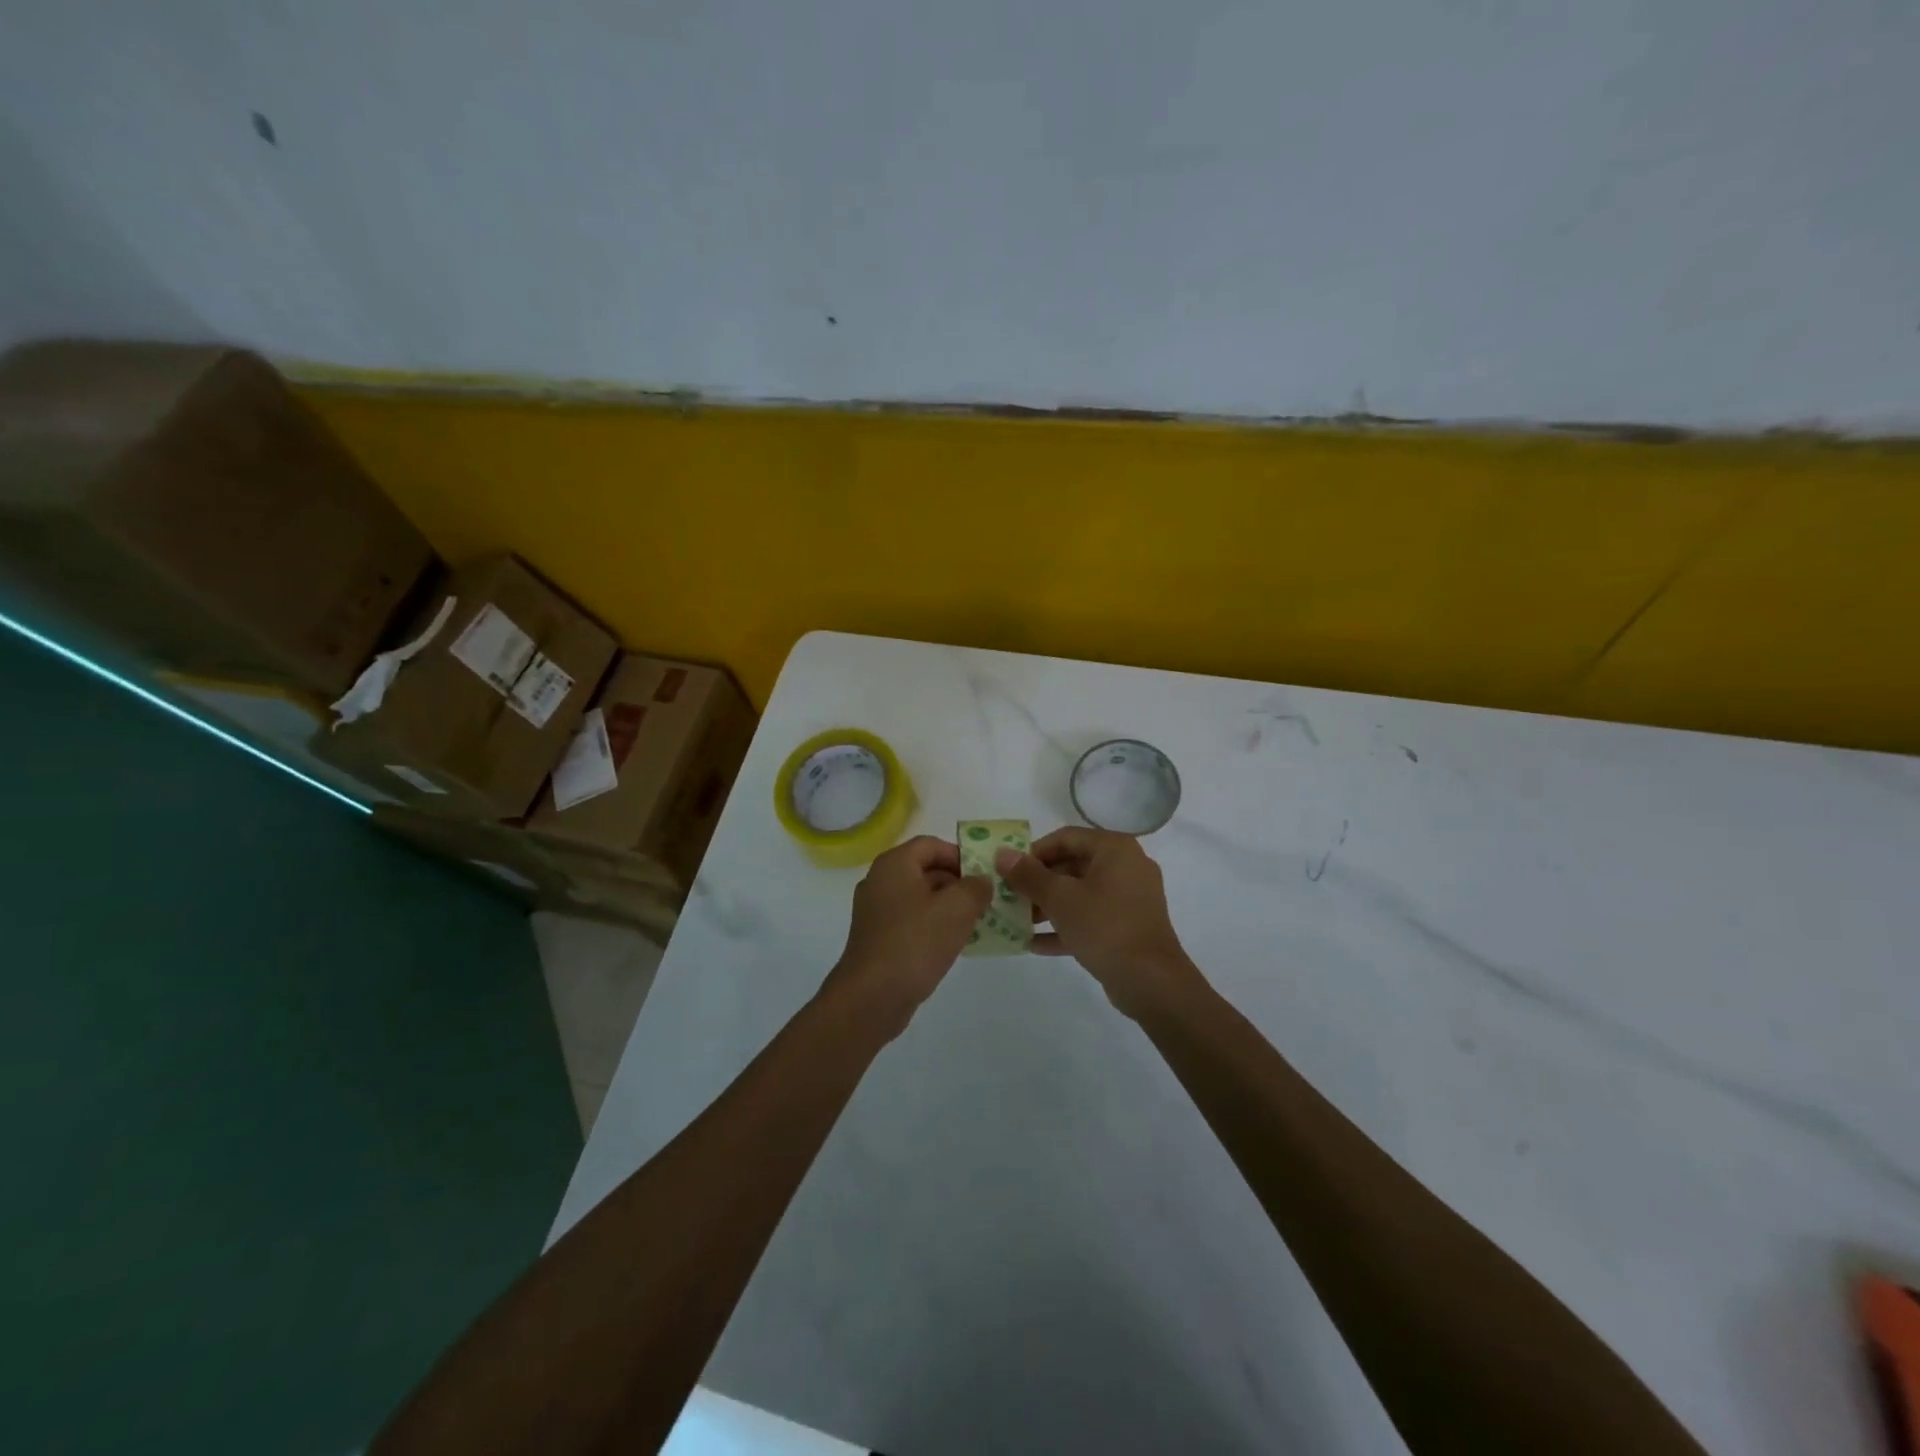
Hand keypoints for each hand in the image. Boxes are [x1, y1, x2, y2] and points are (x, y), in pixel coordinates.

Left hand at [823, 835, 992, 1036]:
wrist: (872, 997)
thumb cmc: (915, 942)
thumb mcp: (957, 908)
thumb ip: (976, 887)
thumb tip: (981, 881)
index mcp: (894, 864)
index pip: (932, 845)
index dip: (961, 855)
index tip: (984, 877)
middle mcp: (880, 881)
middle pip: (925, 870)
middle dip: (958, 883)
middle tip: (985, 902)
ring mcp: (875, 912)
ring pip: (920, 898)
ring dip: (948, 907)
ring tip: (976, 924)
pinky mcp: (877, 939)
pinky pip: (911, 922)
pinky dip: (933, 927)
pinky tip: (953, 945)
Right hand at [996, 828, 1203, 1018]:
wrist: (1151, 981)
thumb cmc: (1105, 927)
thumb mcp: (1060, 899)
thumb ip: (1028, 875)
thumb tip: (1002, 853)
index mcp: (1115, 849)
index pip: (1066, 837)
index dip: (1033, 851)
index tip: (1009, 870)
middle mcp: (1126, 866)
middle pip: (1073, 865)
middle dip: (1039, 882)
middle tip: (1010, 896)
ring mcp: (1130, 898)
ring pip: (1081, 894)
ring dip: (1048, 906)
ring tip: (1017, 920)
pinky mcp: (1128, 927)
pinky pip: (1091, 918)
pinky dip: (1066, 926)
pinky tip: (1034, 944)